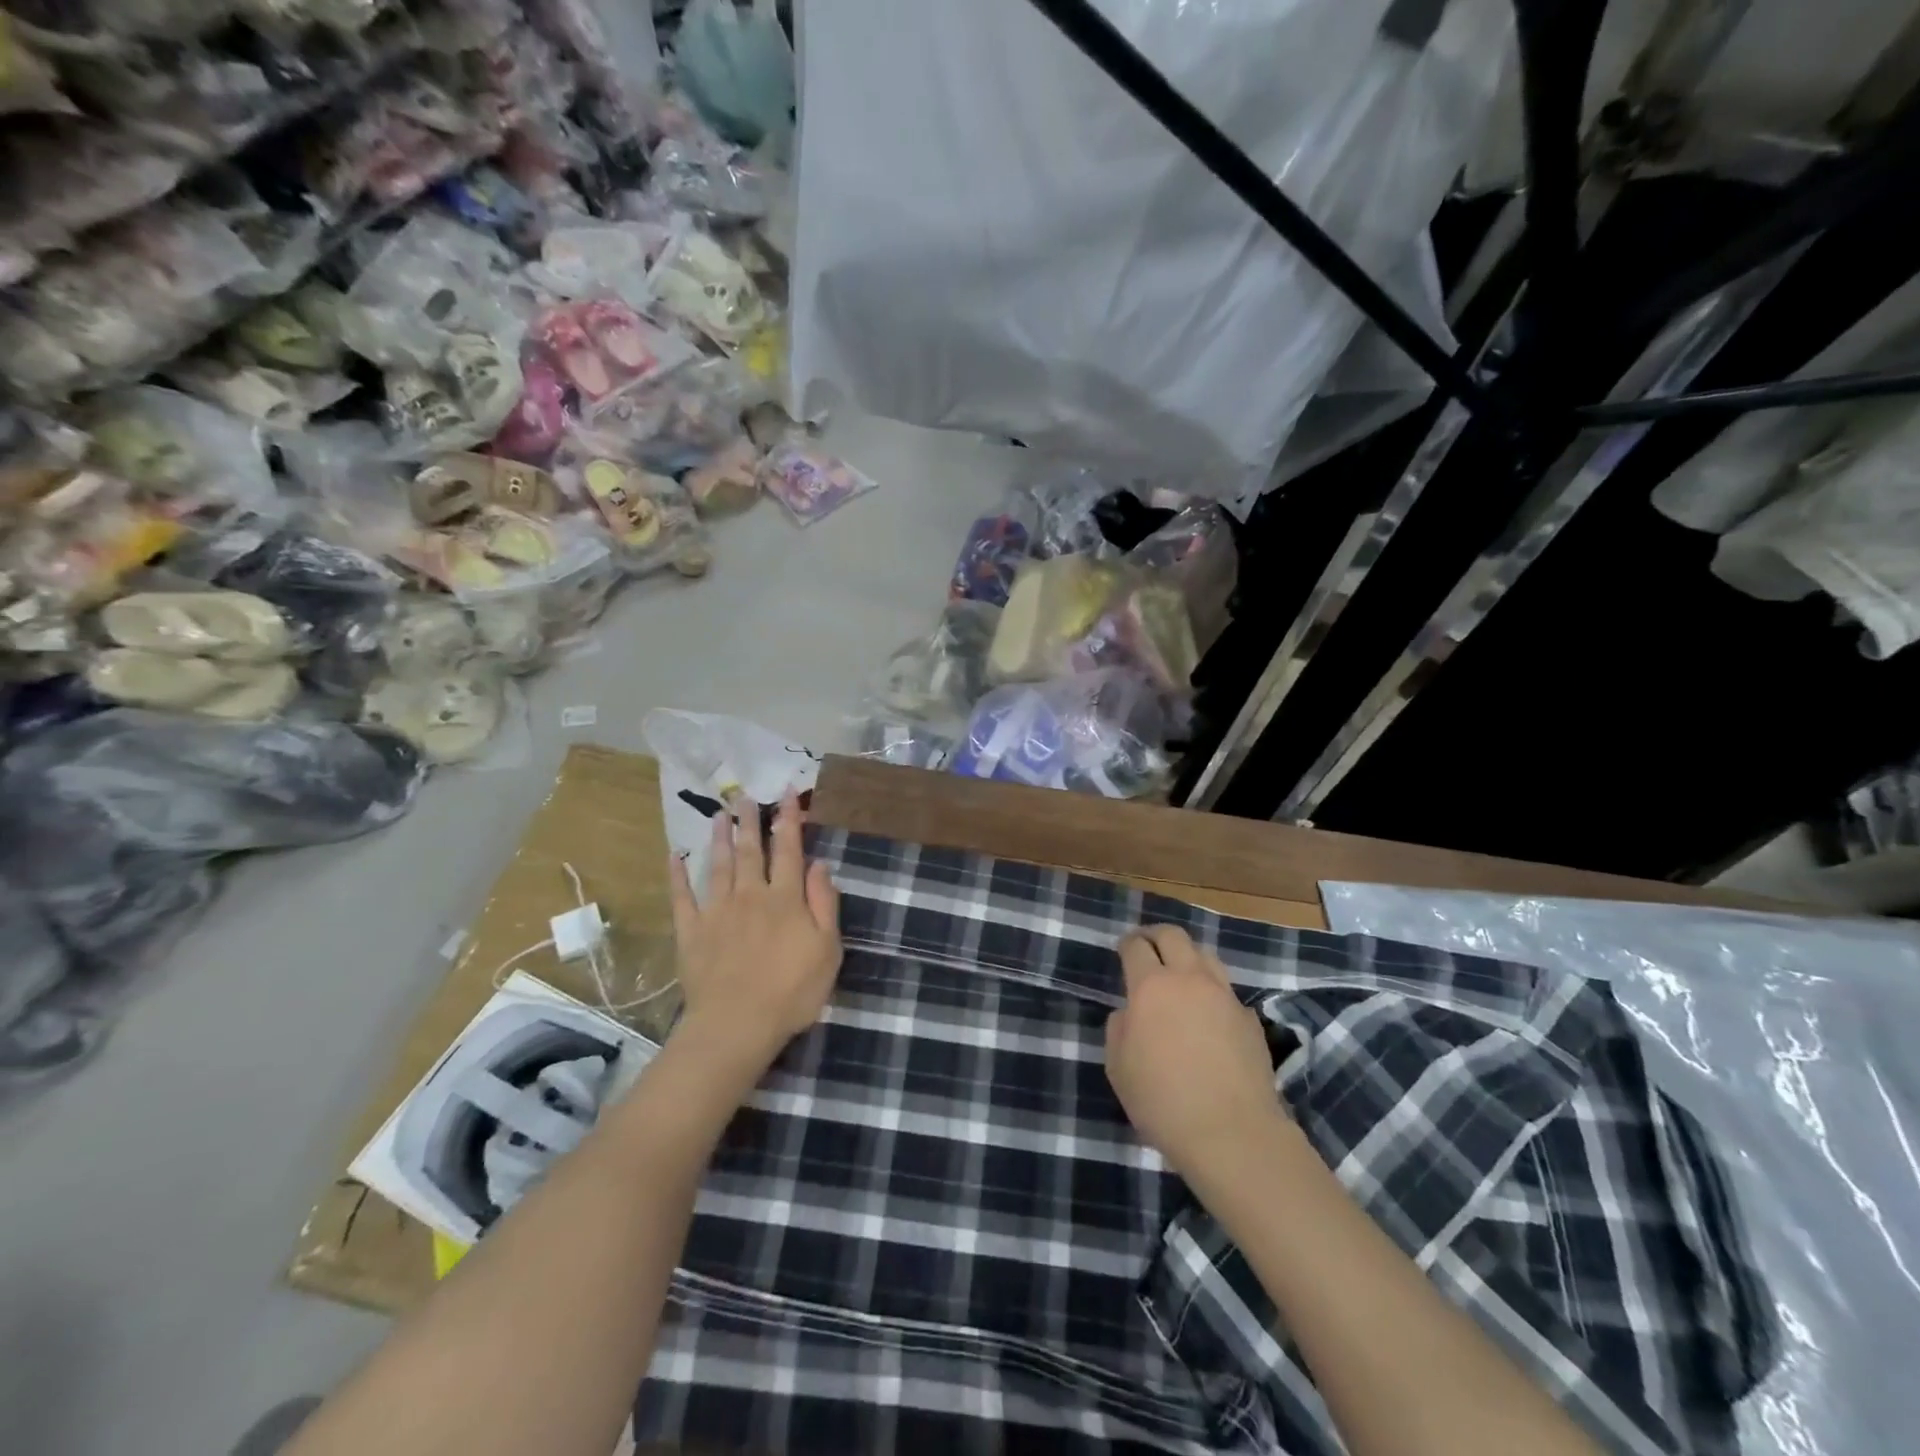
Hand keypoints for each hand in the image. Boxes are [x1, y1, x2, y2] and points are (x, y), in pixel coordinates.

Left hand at [668, 789, 841, 1082]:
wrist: (737, 1026)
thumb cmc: (792, 991)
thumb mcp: (828, 949)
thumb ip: (823, 903)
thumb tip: (819, 863)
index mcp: (784, 898)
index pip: (788, 849)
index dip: (788, 820)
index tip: (786, 794)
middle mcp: (750, 895)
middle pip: (749, 850)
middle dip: (749, 821)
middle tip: (744, 796)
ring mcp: (717, 911)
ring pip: (718, 865)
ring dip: (719, 838)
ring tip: (719, 814)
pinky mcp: (691, 932)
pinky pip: (682, 897)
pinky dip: (678, 875)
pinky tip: (676, 855)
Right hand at [1104, 925, 1286, 1180]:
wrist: (1231, 1133)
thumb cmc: (1162, 1101)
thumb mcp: (1118, 1067)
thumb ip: (1119, 1028)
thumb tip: (1131, 1013)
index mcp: (1151, 987)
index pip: (1136, 946)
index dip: (1127, 944)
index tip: (1122, 949)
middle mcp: (1189, 980)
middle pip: (1174, 936)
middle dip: (1156, 936)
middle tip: (1147, 947)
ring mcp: (1224, 997)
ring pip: (1206, 956)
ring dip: (1188, 957)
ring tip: (1180, 975)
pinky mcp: (1249, 1019)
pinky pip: (1226, 991)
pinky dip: (1212, 992)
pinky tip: (1207, 1015)